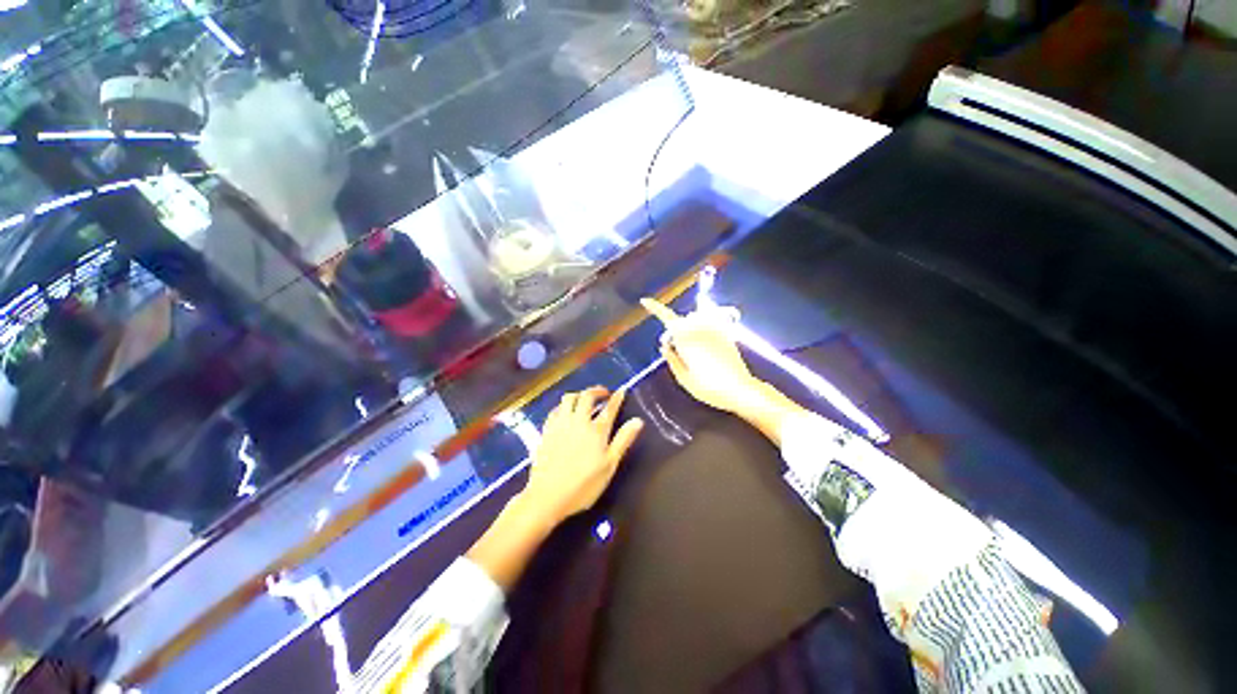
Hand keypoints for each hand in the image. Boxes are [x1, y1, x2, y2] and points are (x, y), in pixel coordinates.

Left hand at [519, 386, 643, 526]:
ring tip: (584, 400)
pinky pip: (555, 409)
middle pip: (587, 396)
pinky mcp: (546, 430)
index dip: (617, 398)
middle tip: (603, 394)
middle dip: (597, 390)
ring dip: (579, 395)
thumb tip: (638, 420)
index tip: (622, 391)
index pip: (610, 408)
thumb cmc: (584, 484)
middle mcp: (579, 421)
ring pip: (568, 398)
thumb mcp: (609, 465)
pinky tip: (565, 412)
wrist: (548, 495)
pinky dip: (563, 406)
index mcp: (597, 430)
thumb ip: (623, 440)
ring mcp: (561, 424)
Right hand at [641, 298, 763, 413]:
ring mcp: (714, 330)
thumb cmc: (708, 387)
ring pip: (694, 321)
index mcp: (686, 339)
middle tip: (675, 351)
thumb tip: (665, 347)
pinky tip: (707, 348)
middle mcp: (699, 329)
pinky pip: (709, 324)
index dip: (655, 308)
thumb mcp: (683, 378)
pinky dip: (703, 329)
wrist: (740, 390)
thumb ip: (672, 360)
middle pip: (680, 321)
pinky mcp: (726, 334)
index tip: (645, 301)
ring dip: (689, 329)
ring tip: (693, 351)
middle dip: (674, 331)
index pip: (667, 318)